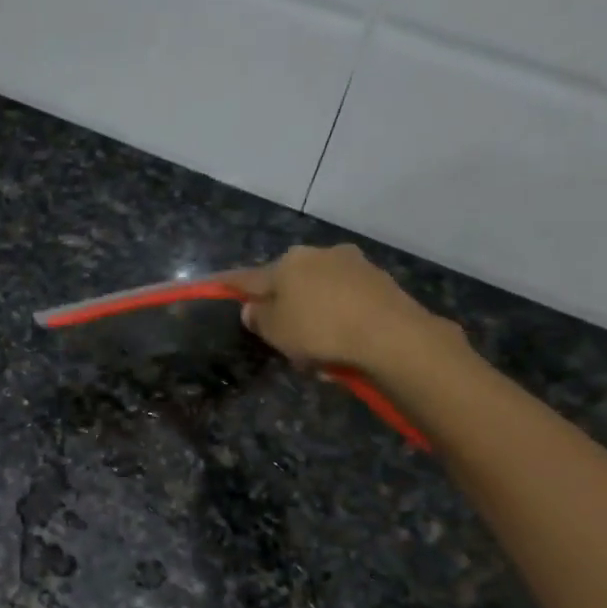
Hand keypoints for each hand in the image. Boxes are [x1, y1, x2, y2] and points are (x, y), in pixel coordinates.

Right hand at [231, 244, 457, 376]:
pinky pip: (347, 302)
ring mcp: (353, 265)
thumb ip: (258, 318)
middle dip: (286, 308)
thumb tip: (253, 308)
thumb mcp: (275, 331)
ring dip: (315, 316)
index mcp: (287, 263)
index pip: (249, 276)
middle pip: (290, 284)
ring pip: (321, 293)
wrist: (391, 335)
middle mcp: (319, 255)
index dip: (230, 285)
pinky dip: (340, 319)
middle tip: (287, 341)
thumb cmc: (320, 330)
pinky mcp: (380, 282)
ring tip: (320, 353)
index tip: (214, 284)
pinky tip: (344, 345)